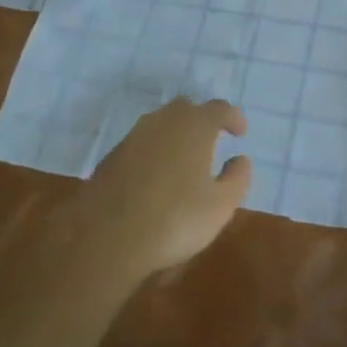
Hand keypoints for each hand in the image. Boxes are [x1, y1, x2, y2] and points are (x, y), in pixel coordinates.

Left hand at [77, 99, 251, 280]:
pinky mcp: (113, 155)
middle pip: (187, 108)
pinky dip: (154, 151)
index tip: (240, 133)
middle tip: (211, 140)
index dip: (233, 118)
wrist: (106, 238)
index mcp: (195, 125)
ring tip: (184, 159)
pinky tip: (156, 176)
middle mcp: (165, 120)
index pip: (220, 108)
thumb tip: (240, 159)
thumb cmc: (174, 219)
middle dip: (202, 120)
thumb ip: (237, 178)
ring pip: (161, 123)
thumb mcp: (220, 206)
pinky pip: (142, 143)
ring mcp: (135, 135)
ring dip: (176, 134)